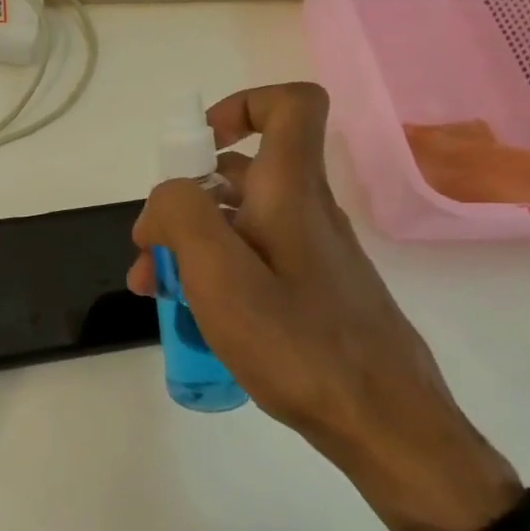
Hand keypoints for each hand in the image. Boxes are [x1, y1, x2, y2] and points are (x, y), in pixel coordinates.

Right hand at [128, 84, 518, 530]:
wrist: (382, 424)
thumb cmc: (297, 345)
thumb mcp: (220, 276)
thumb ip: (182, 216)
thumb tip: (168, 196)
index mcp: (290, 193)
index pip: (291, 106)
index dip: (241, 107)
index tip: (194, 151)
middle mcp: (306, 211)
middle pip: (241, 174)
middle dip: (182, 203)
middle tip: (147, 254)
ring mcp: (312, 253)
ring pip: (240, 221)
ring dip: (190, 243)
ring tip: (155, 292)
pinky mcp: (314, 289)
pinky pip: (254, 258)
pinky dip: (216, 272)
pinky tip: (195, 314)